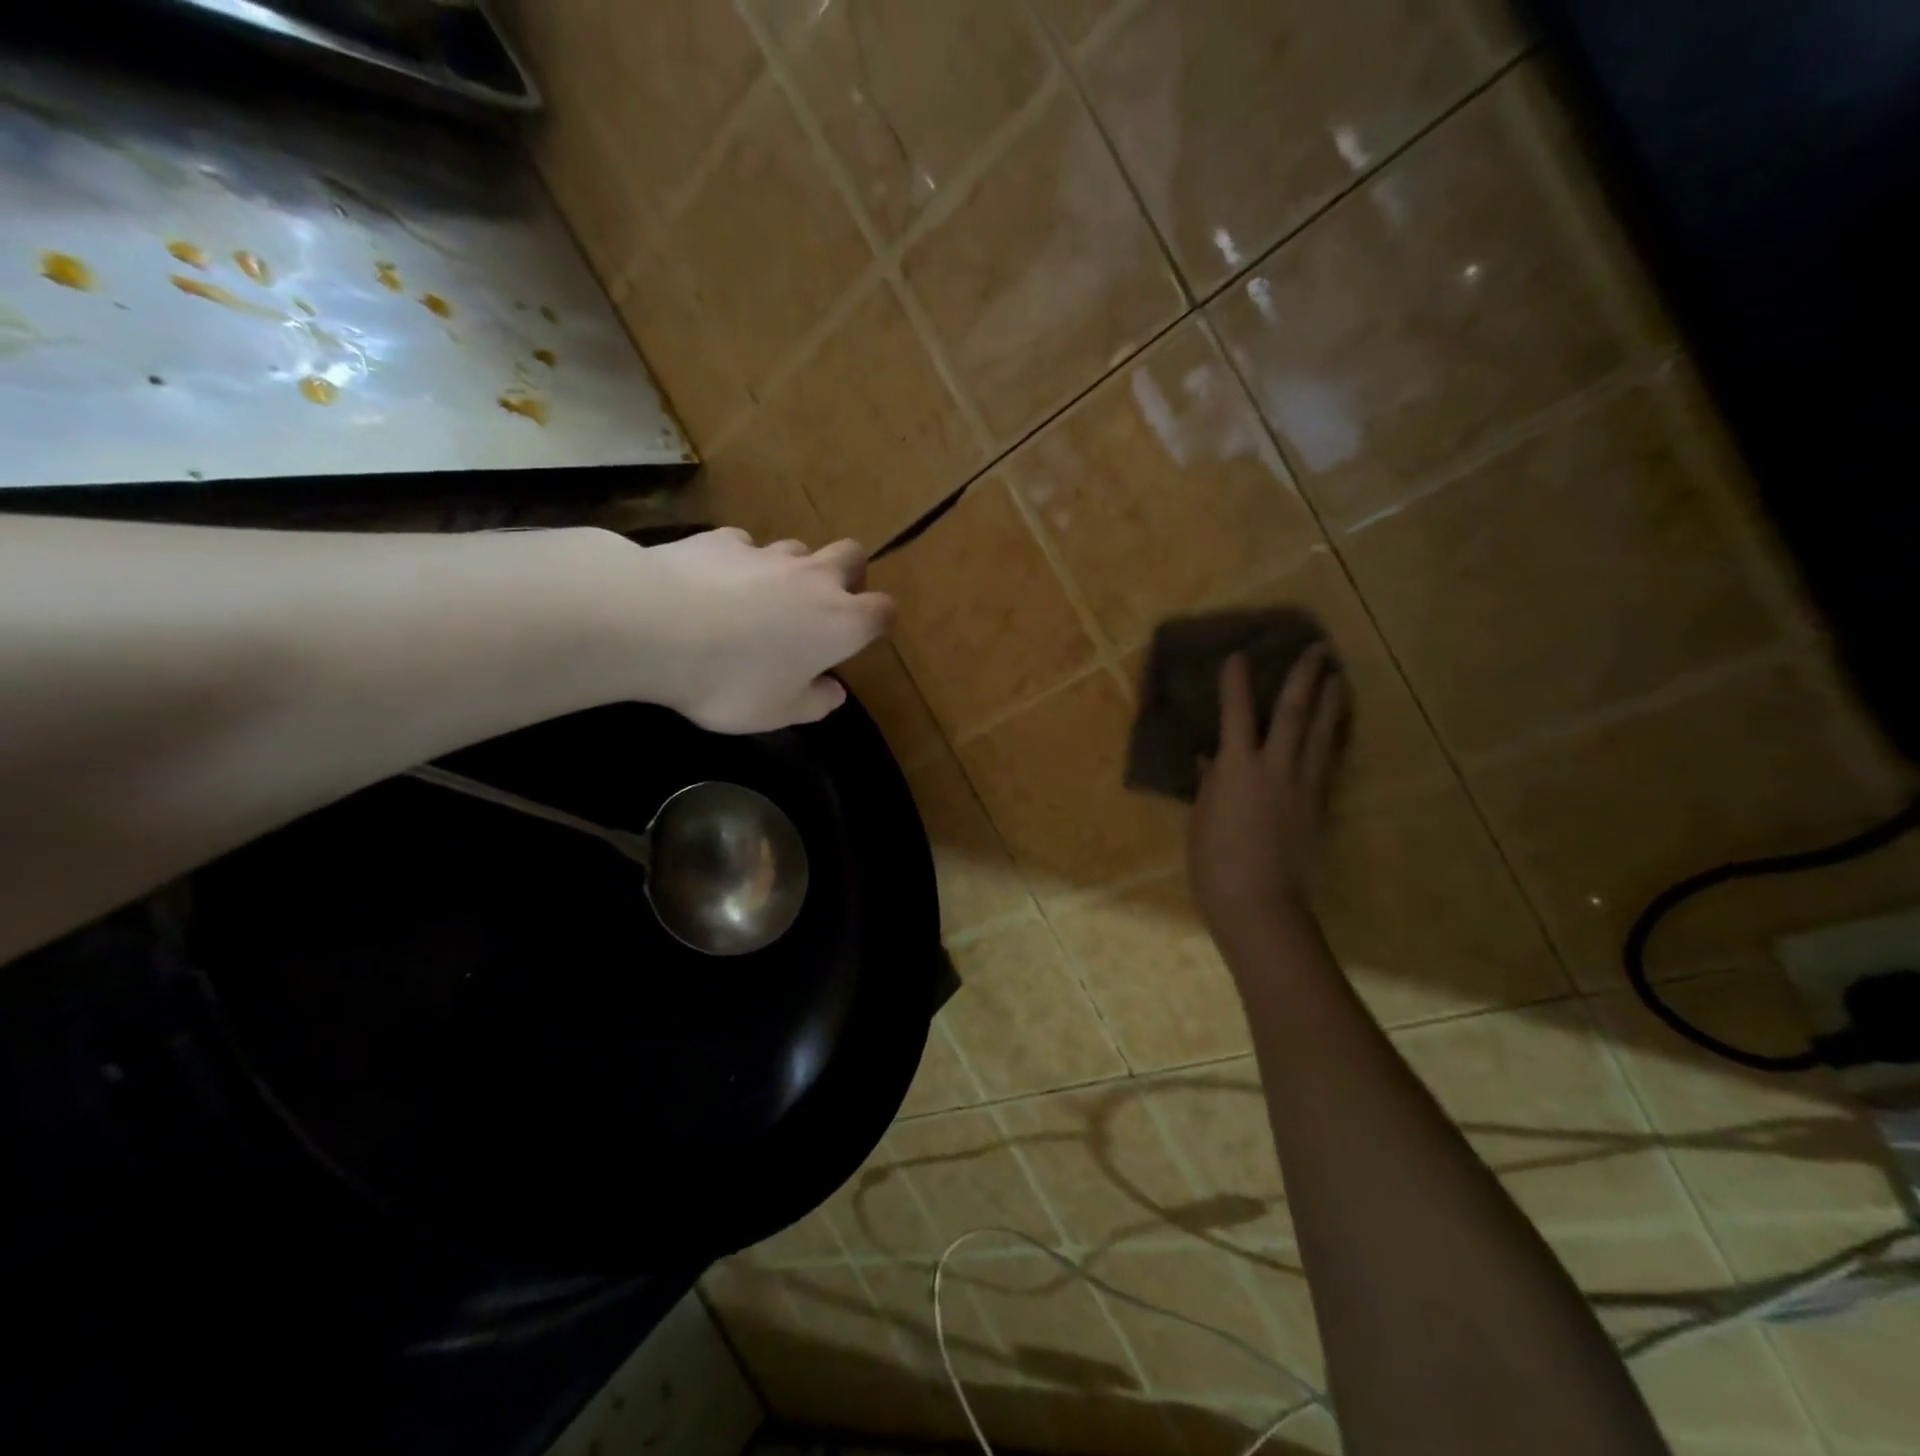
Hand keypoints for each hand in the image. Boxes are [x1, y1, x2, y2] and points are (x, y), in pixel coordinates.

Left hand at [632, 528, 894, 733]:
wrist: (655, 625)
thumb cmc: (732, 681)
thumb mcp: (778, 712)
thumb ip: (814, 702)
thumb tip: (834, 691)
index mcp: (840, 623)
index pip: (882, 610)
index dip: (877, 621)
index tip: (862, 636)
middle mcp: (814, 579)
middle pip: (851, 555)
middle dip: (848, 573)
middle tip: (825, 603)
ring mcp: (767, 554)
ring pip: (798, 549)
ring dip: (793, 569)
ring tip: (763, 597)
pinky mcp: (722, 540)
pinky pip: (744, 546)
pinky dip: (740, 563)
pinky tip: (716, 584)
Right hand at [1188, 644, 1346, 953]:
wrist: (1259, 903)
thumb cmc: (1214, 862)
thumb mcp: (1201, 818)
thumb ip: (1209, 783)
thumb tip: (1210, 759)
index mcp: (1237, 769)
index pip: (1235, 714)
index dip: (1236, 682)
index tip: (1238, 655)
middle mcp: (1276, 768)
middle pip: (1293, 713)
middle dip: (1304, 678)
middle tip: (1316, 649)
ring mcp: (1304, 787)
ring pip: (1321, 735)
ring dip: (1330, 703)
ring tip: (1338, 678)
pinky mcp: (1319, 807)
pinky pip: (1327, 764)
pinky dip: (1331, 740)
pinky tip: (1335, 732)